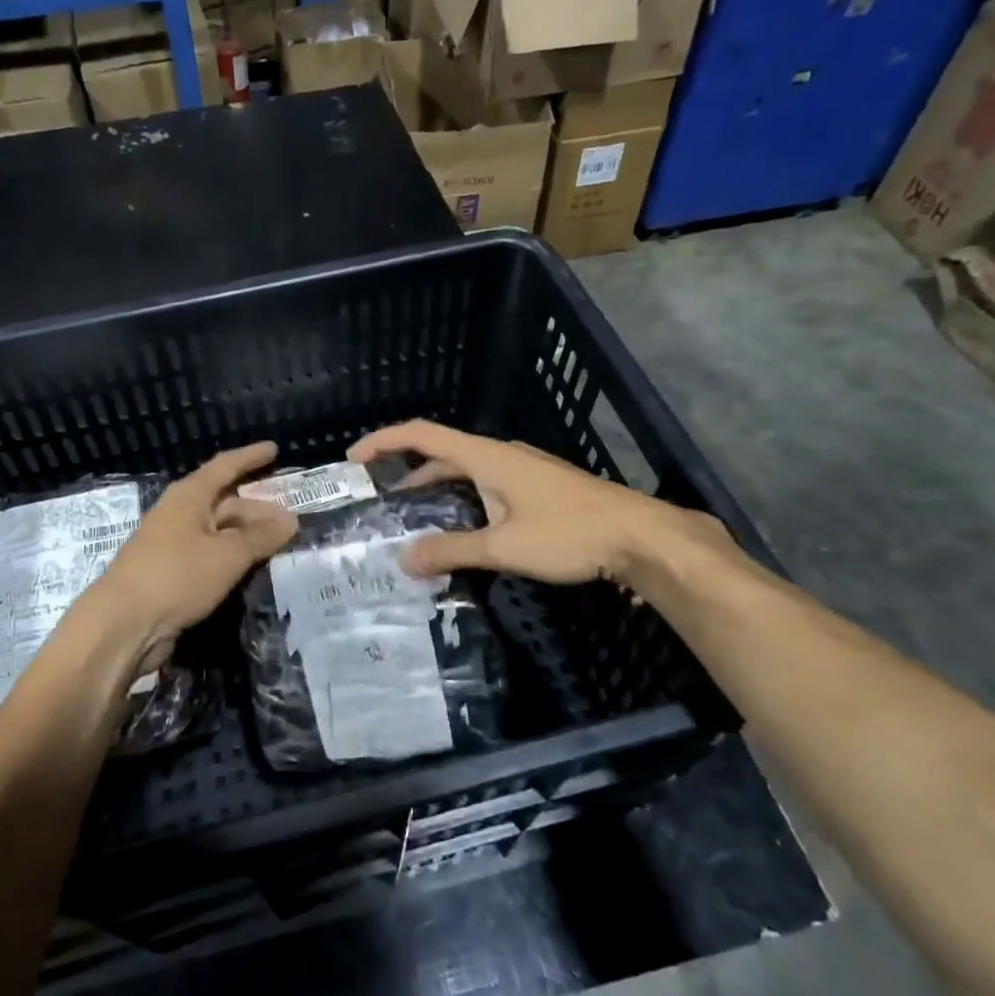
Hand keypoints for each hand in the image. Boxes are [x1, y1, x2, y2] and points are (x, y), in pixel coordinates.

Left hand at [90, 442, 298, 653]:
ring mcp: (174, 545)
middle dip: (258, 508)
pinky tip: (253, 568)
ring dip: (248, 536)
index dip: (250, 457)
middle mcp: (180, 514)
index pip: (225, 466)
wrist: (123, 625)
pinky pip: (211, 556)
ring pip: (219, 531)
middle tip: (291, 519)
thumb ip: (261, 537)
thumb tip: (291, 519)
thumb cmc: (176, 576)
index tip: (275, 449)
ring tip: (280, 545)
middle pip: (225, 502)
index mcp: (188, 496)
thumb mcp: (227, 555)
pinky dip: (233, 558)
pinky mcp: (173, 574)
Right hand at [348, 420, 731, 588]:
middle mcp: (501, 455)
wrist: (640, 536)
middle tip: (380, 500)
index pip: (422, 435)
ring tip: (414, 517)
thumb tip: (404, 560)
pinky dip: (463, 499)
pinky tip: (464, 528)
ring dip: (437, 488)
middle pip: (442, 453)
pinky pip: (487, 485)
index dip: (384, 441)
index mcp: (486, 457)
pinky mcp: (539, 488)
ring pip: (467, 471)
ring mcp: (523, 470)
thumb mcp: (503, 547)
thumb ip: (451, 551)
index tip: (354, 460)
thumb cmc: (569, 533)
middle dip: (407, 472)